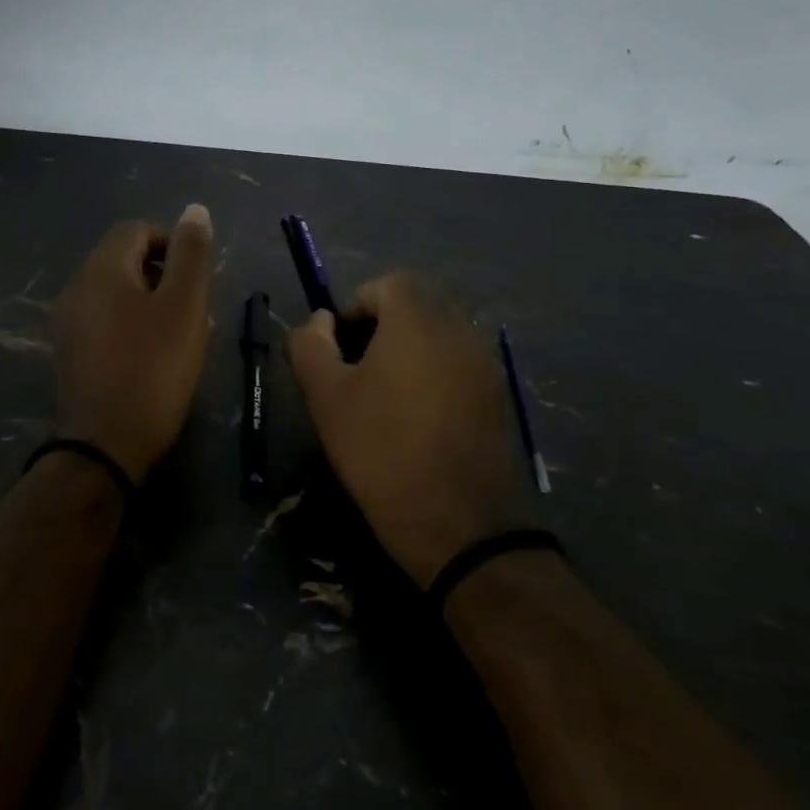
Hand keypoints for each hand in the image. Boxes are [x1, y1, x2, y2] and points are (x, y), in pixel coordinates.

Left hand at [53, 205, 215, 483]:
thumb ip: (191, 254)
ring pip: (118, 294)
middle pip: (126, 261)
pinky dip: (133, 327)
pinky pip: (106, 322)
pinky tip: (155, 358)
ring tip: (183, 337)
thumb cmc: (152, 368)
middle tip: (196, 311)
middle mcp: (77, 287)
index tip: (198, 278)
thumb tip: (194, 210)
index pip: (137, 229)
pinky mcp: (71, 353)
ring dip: (153, 304)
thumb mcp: (184, 306)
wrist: (105, 445)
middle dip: (165, 276)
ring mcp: (69, 322)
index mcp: (102, 268)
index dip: (172, 243)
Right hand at [289, 273, 537, 586]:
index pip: (387, 283)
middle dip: (382, 324)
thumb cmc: (382, 451)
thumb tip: (320, 320)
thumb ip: (311, 345)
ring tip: (383, 394)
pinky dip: (434, 370)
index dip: (355, 306)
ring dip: (409, 347)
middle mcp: (460, 329)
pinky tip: (417, 416)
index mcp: (418, 319)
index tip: (337, 347)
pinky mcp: (498, 396)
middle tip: (356, 368)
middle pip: (417, 303)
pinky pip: (459, 362)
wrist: (462, 526)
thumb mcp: (326, 398)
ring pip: (440, 333)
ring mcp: (485, 363)